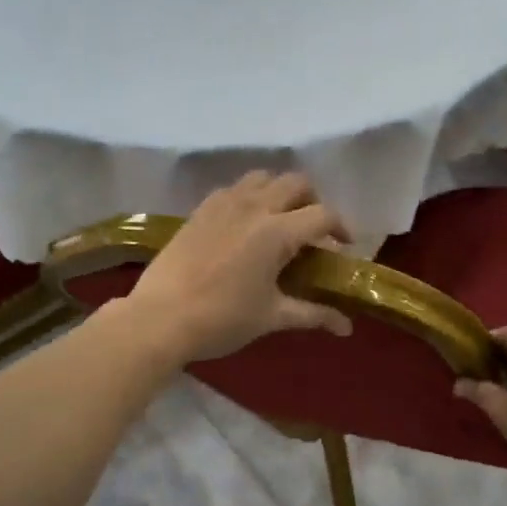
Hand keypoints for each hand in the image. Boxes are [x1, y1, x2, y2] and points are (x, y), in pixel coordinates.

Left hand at [123, 172, 353, 363]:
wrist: (160, 318)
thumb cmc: (222, 319)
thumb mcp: (272, 317)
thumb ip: (313, 314)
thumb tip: (347, 328)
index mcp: (276, 232)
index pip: (322, 214)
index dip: (341, 228)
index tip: (343, 246)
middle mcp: (253, 207)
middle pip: (295, 183)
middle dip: (312, 201)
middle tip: (313, 230)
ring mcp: (222, 204)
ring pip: (262, 178)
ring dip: (279, 192)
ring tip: (280, 220)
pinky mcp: (200, 210)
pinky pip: (233, 189)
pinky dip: (248, 197)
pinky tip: (244, 224)